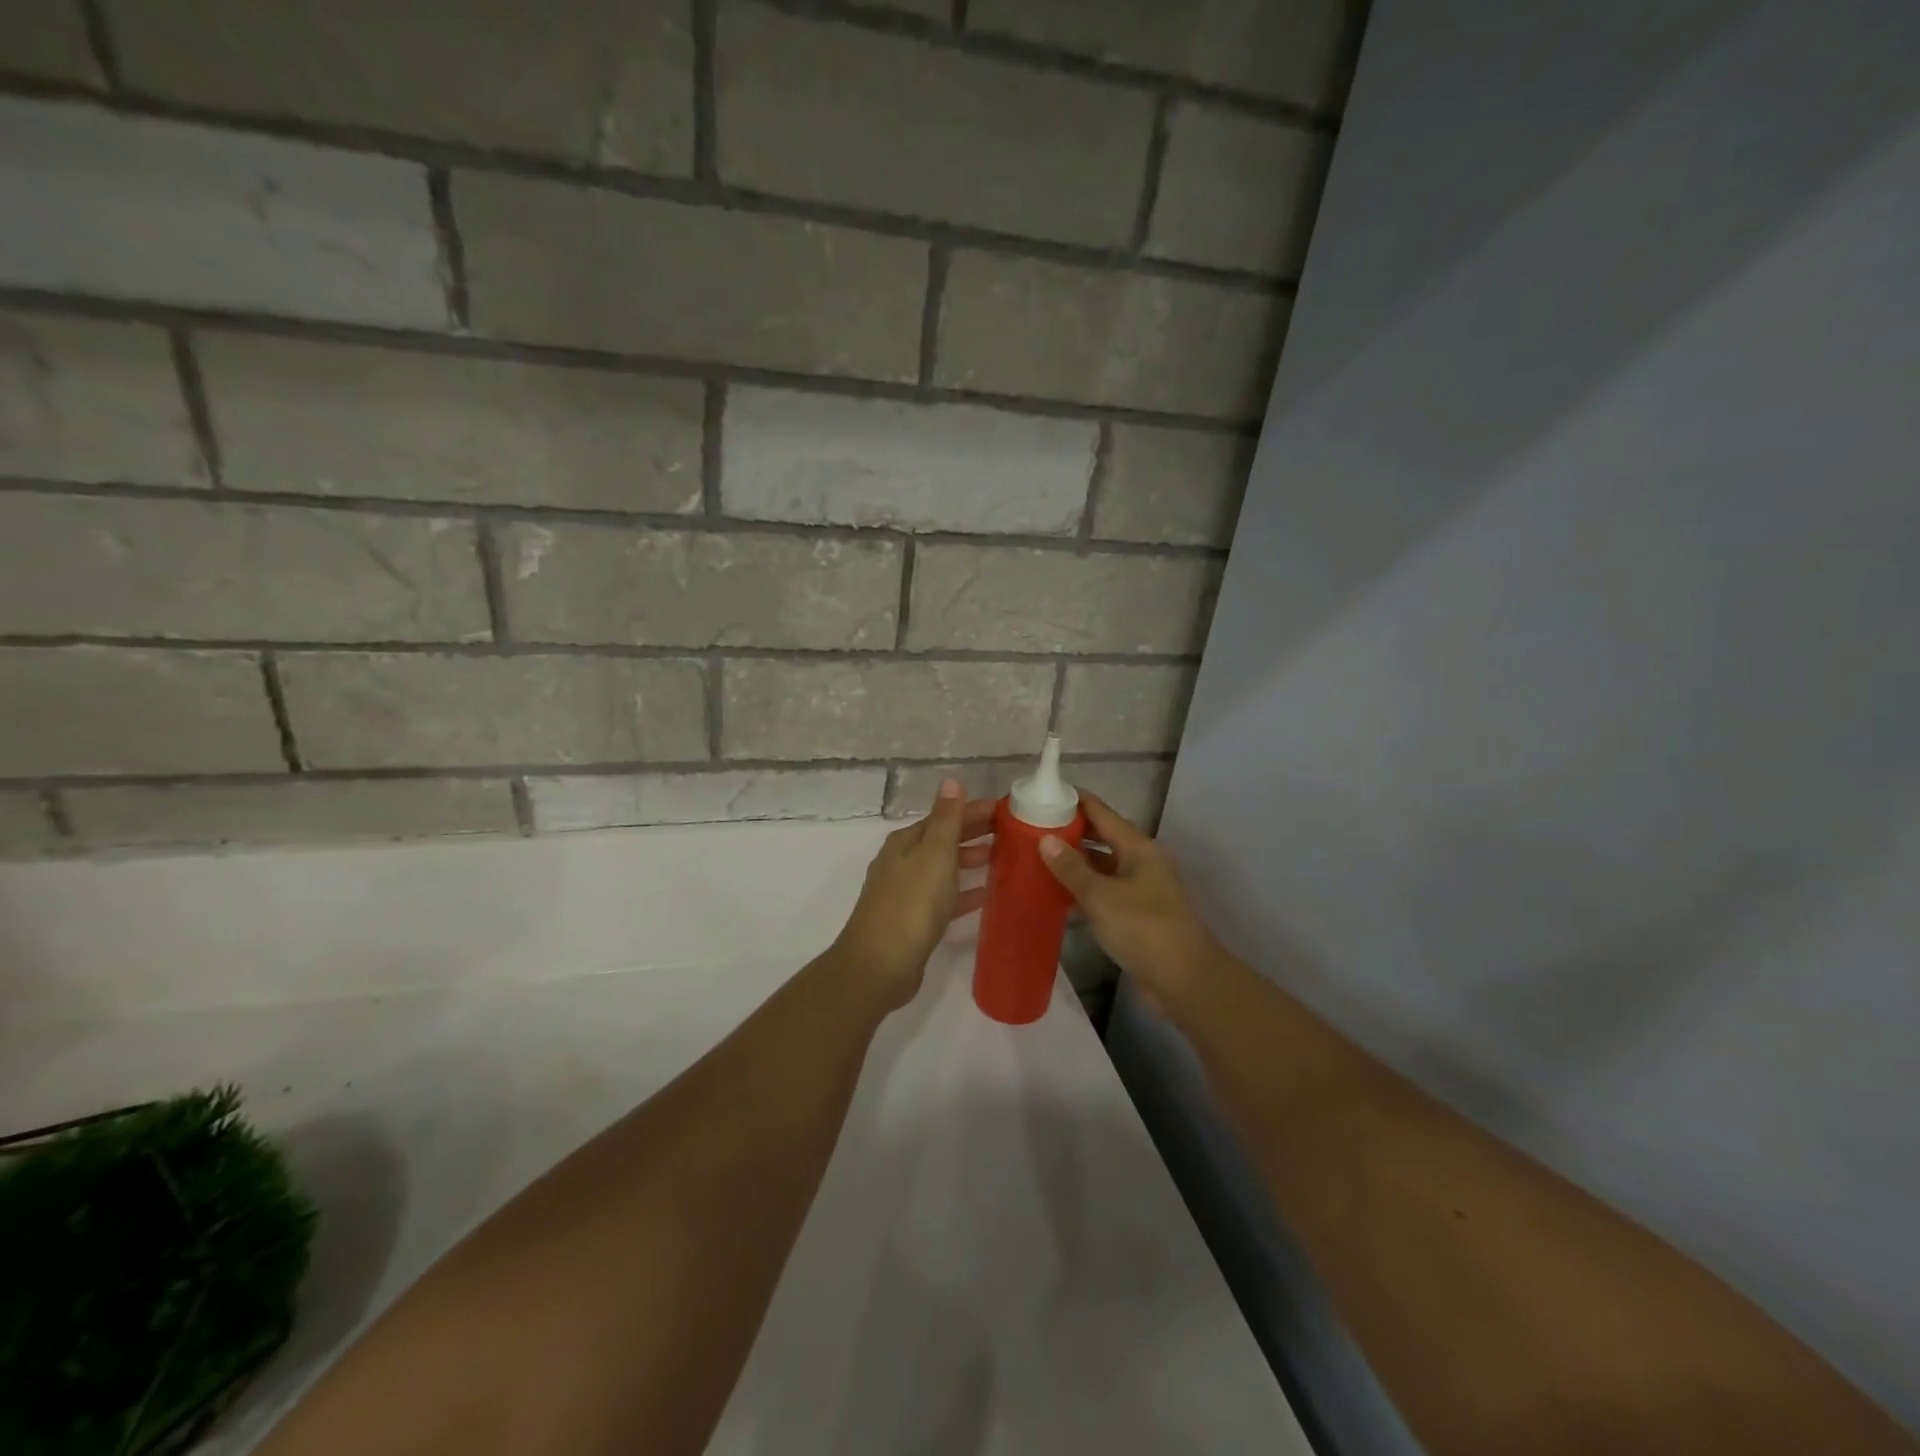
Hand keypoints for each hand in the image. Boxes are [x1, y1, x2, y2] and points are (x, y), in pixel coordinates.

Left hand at [833, 780, 995, 1009]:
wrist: (879, 965)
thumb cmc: (911, 903)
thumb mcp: (934, 854)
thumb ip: (947, 819)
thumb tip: (951, 779)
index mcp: (906, 842)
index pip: (945, 816)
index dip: (974, 810)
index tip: (1007, 809)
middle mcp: (903, 862)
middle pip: (944, 841)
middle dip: (975, 834)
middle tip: (1014, 833)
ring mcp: (907, 893)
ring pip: (945, 869)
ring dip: (971, 862)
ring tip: (1004, 860)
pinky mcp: (914, 921)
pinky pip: (945, 898)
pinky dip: (964, 893)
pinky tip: (986, 896)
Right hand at [1039, 792, 1224, 1014]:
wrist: (1185, 980)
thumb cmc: (1143, 928)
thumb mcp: (1101, 896)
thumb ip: (1072, 868)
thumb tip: (1046, 840)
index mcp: (1139, 848)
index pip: (1103, 813)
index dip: (1076, 801)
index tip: (1046, 794)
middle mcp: (1143, 862)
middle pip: (1103, 838)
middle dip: (1072, 832)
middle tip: (1034, 828)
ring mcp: (1143, 889)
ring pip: (1104, 867)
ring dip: (1076, 863)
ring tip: (1039, 858)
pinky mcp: (1139, 915)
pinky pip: (1106, 892)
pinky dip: (1085, 890)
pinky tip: (1059, 895)